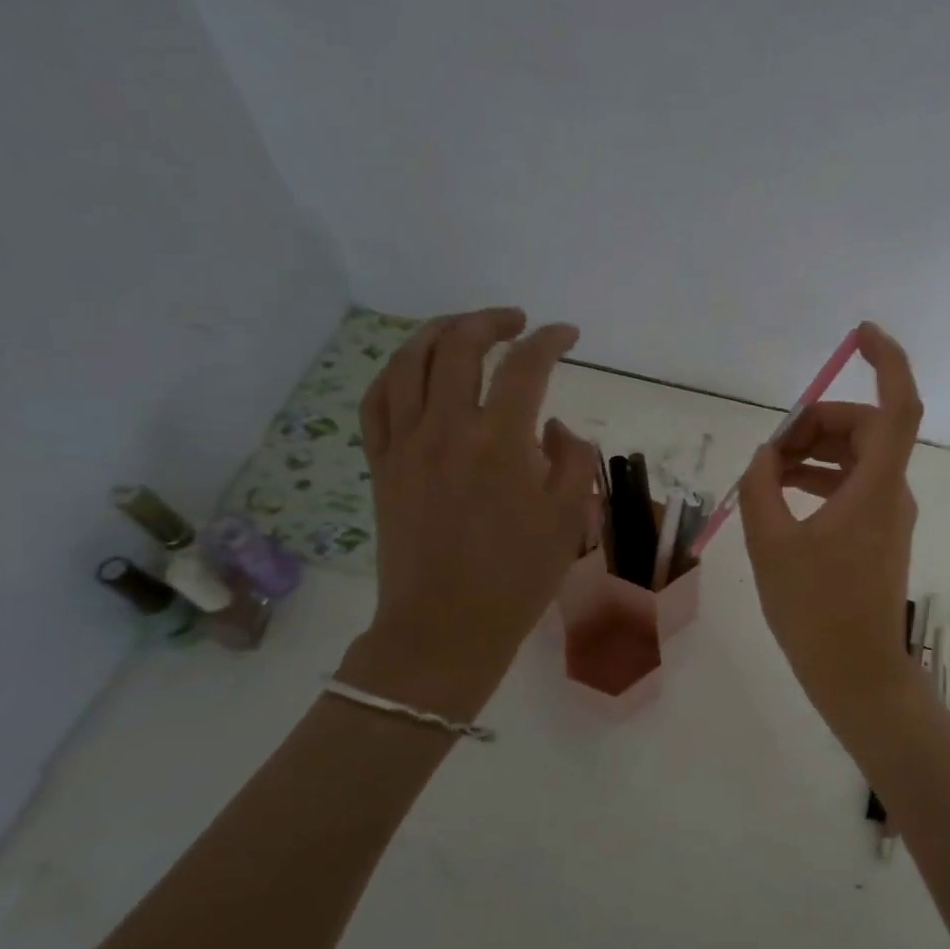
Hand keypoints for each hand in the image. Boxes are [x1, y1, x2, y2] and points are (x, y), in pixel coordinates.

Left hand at [338, 309, 594, 715]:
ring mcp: (405, 444)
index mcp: (501, 441)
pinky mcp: (381, 464)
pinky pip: (377, 400)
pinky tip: (416, 369)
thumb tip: (551, 427)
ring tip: (465, 329)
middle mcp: (448, 428)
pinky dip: (397, 371)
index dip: (550, 340)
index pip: (526, 366)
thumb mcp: (569, 517)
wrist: (445, 628)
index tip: (567, 335)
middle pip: (459, 345)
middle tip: (517, 322)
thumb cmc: (517, 577)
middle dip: (492, 321)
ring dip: (439, 332)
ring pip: (409, 361)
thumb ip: (572, 457)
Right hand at [738, 322, 924, 722]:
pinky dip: (821, 478)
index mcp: (876, 487)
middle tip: (771, 449)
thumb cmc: (816, 611)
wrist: (857, 673)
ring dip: (815, 451)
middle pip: (866, 428)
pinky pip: (853, 485)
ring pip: (857, 456)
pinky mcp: (880, 533)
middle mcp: (892, 491)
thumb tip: (766, 455)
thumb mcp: (772, 544)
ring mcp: (889, 513)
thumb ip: (762, 487)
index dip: (888, 361)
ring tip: (767, 471)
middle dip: (817, 423)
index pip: (899, 406)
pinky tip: (783, 493)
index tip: (860, 334)